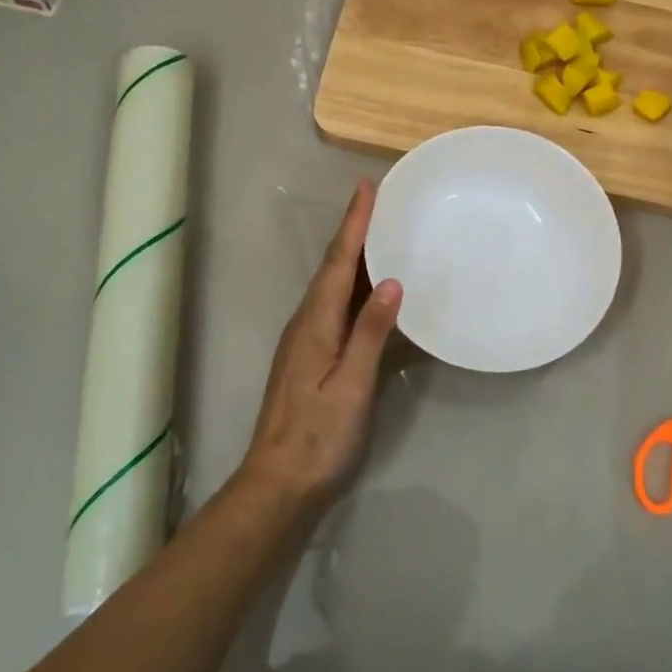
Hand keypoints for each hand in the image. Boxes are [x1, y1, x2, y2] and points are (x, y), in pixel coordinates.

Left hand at [238, 180, 402, 507]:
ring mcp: (305, 340)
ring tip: (379, 234)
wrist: (279, 483)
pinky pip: (334, 306)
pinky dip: (352, 285)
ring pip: (332, 286)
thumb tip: (392, 281)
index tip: (367, 188)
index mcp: (314, 323)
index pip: (337, 262)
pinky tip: (369, 290)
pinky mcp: (310, 356)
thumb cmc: (319, 436)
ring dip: (353, 256)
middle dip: (354, 232)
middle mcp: (305, 322)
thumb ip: (369, 333)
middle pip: (332, 267)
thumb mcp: (350, 385)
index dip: (353, 224)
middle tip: (379, 202)